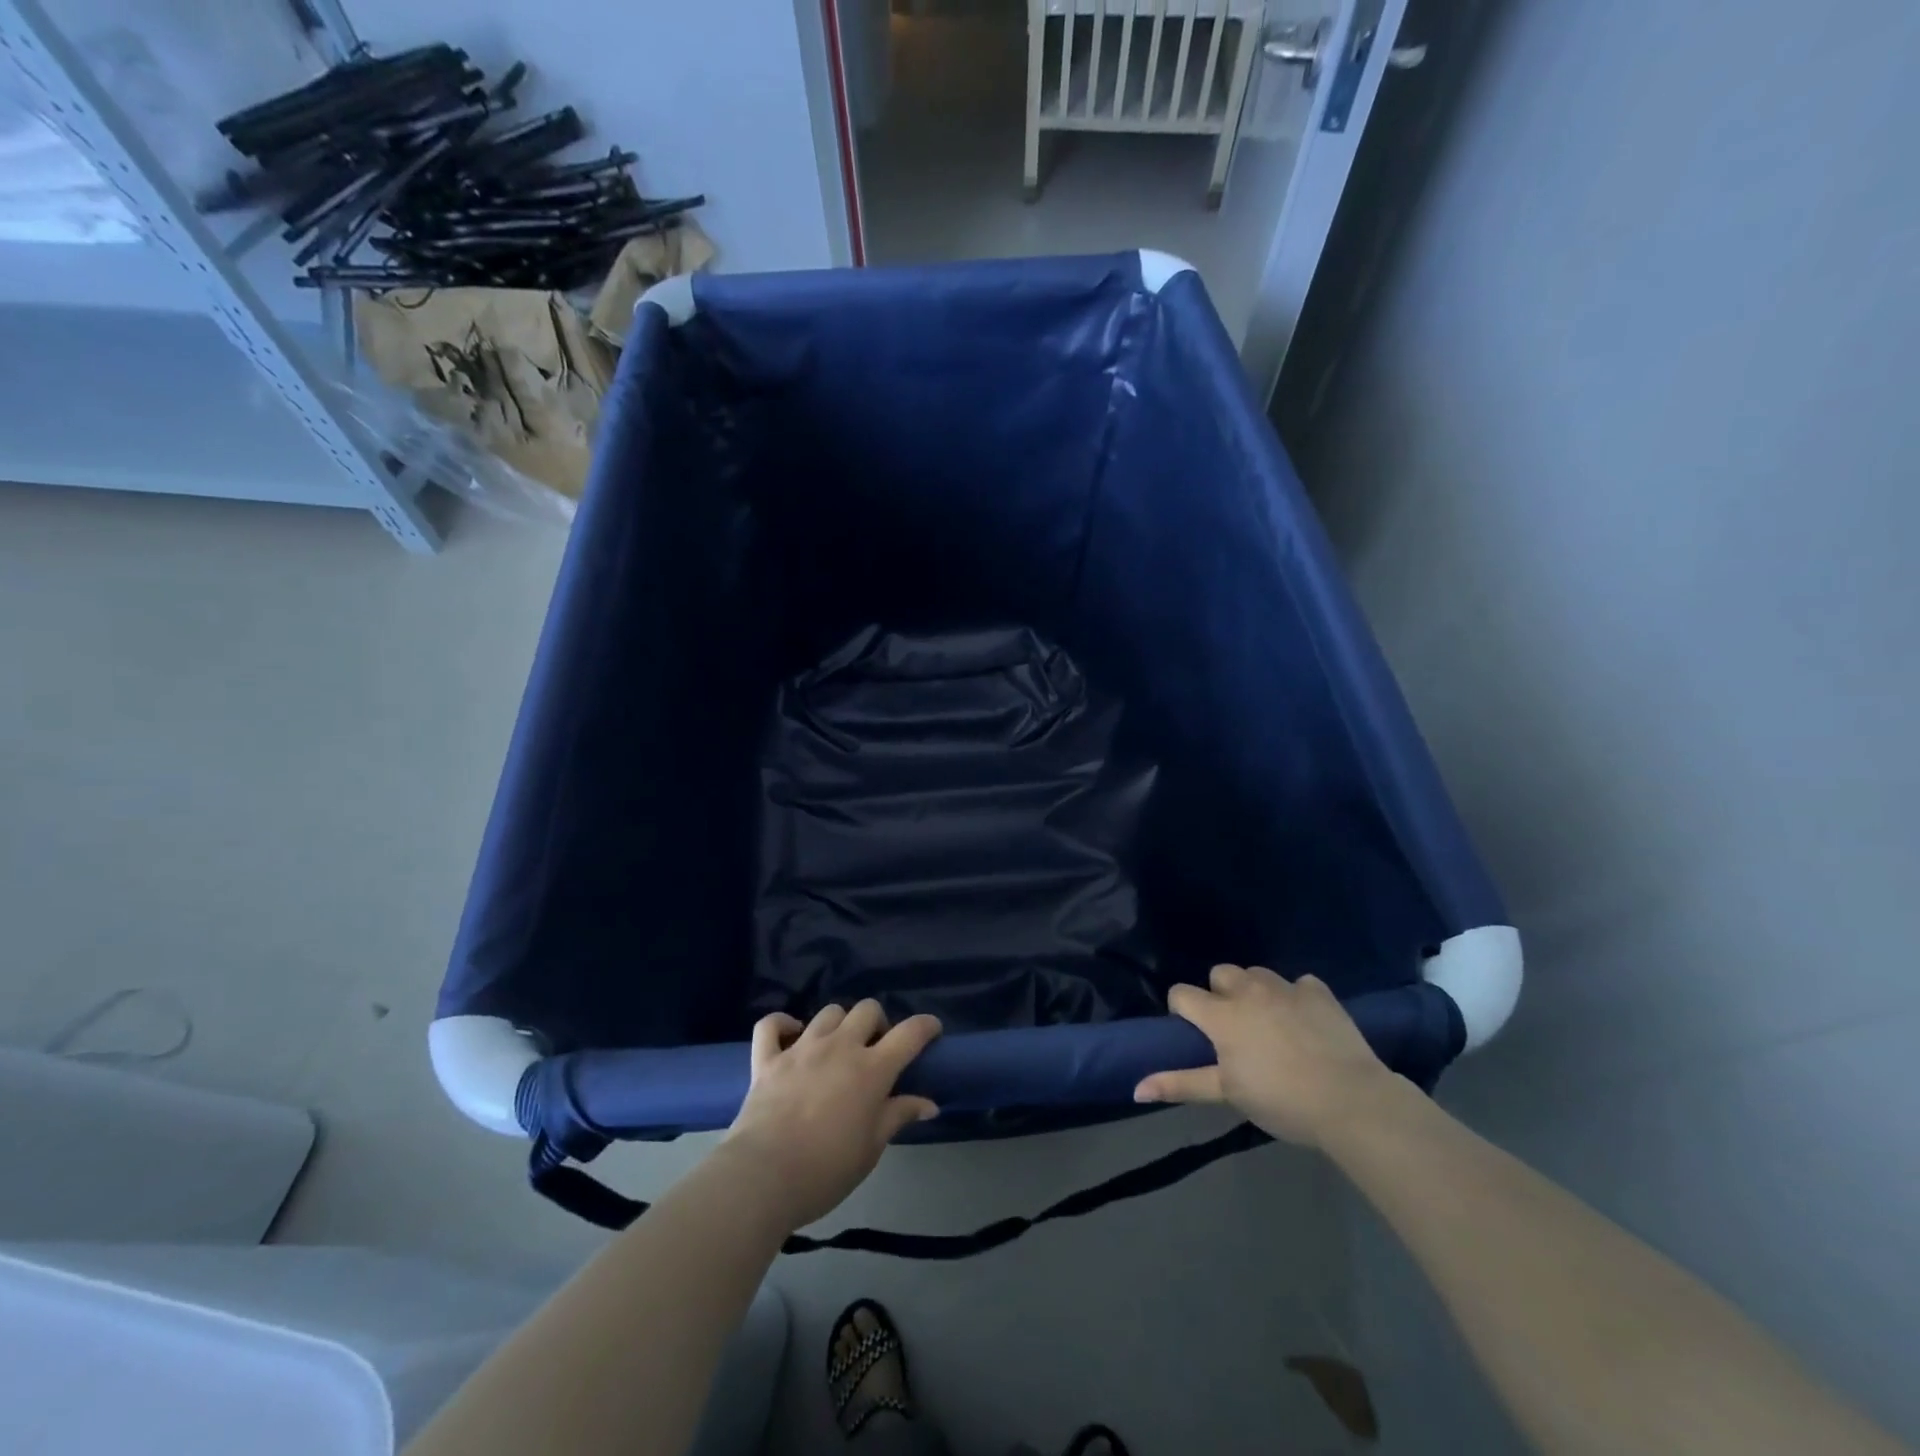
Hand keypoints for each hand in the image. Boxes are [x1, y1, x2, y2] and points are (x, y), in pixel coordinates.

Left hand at [722, 1001, 941, 1231]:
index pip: (909, 1033)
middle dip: (878, 1022)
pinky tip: (790, 1034)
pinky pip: (771, 1024)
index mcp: (871, 1069)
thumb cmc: (826, 1169)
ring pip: (828, 1013)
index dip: (925, 1026)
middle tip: (876, 1049)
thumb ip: (898, 1116)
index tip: (932, 1030)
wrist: (763, 1177)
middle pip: (867, 1010)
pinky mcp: (767, 1059)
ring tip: (837, 1047)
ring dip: (839, 1024)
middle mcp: (840, 1047)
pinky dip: (782, 1024)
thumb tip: (929, 1104)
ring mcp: (801, 1048)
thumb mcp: (872, 1148)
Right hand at [1133, 965, 1400, 1147]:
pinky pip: (1299, 983)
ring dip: (1255, 991)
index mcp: (1221, 1015)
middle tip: (1234, 1029)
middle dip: (1220, 995)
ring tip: (1267, 1022)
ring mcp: (1286, 987)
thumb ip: (1181, 1083)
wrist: (1352, 1102)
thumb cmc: (1281, 1100)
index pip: (1182, 993)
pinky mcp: (1319, 992)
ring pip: (1257, 973)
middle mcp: (1248, 991)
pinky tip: (1305, 1021)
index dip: (1182, 1011)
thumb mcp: (1227, 1095)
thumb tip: (1135, 1088)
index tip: (1195, 1035)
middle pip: (1220, 973)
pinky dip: (1296, 997)